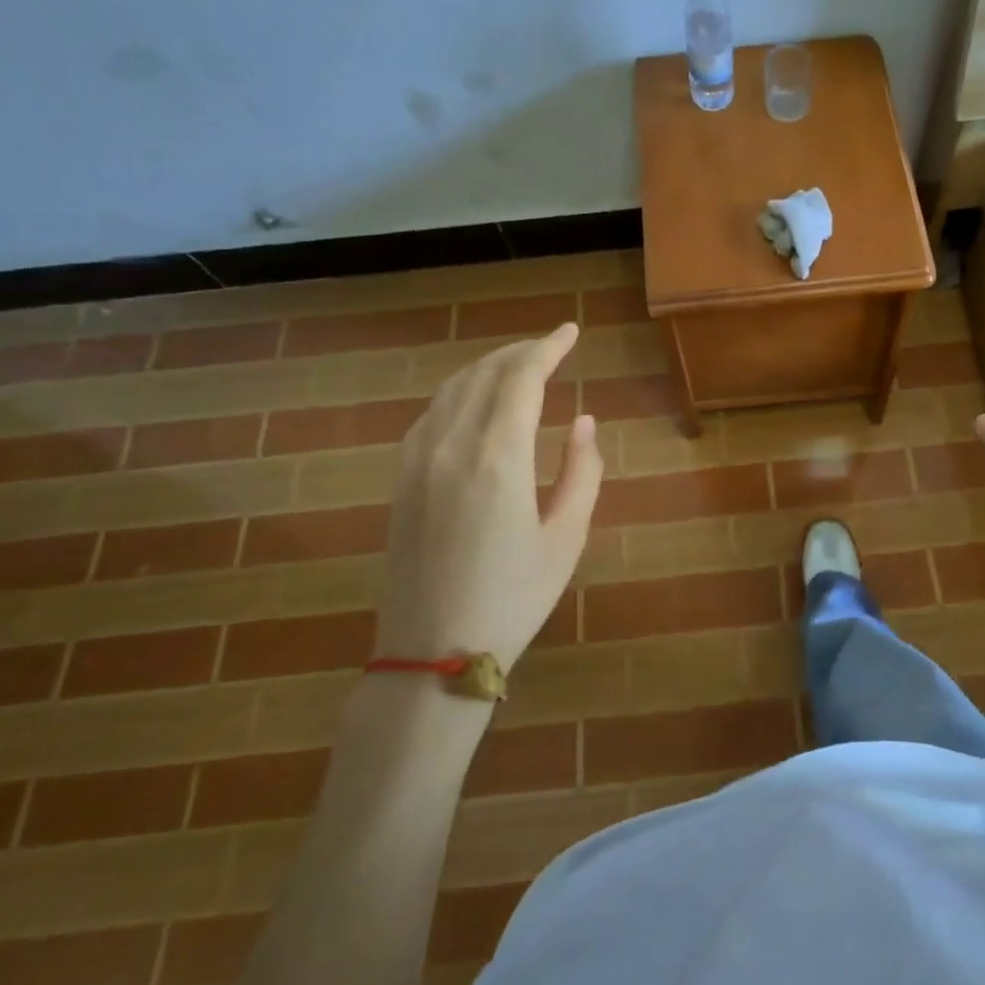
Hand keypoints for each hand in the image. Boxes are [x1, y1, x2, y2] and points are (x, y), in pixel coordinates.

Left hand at [381, 323, 601, 670]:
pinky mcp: (400, 479)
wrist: (430, 652)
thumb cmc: (513, 598)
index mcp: (498, 456)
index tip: (571, 332)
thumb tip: (583, 420)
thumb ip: (582, 471)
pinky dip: (460, 393)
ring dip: (489, 368)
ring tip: (519, 367)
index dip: (549, 347)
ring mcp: (417, 460)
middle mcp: (451, 445)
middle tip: (552, 347)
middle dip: (521, 352)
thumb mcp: (566, 537)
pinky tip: (475, 403)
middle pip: (485, 374)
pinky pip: (431, 414)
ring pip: (453, 389)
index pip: (522, 378)